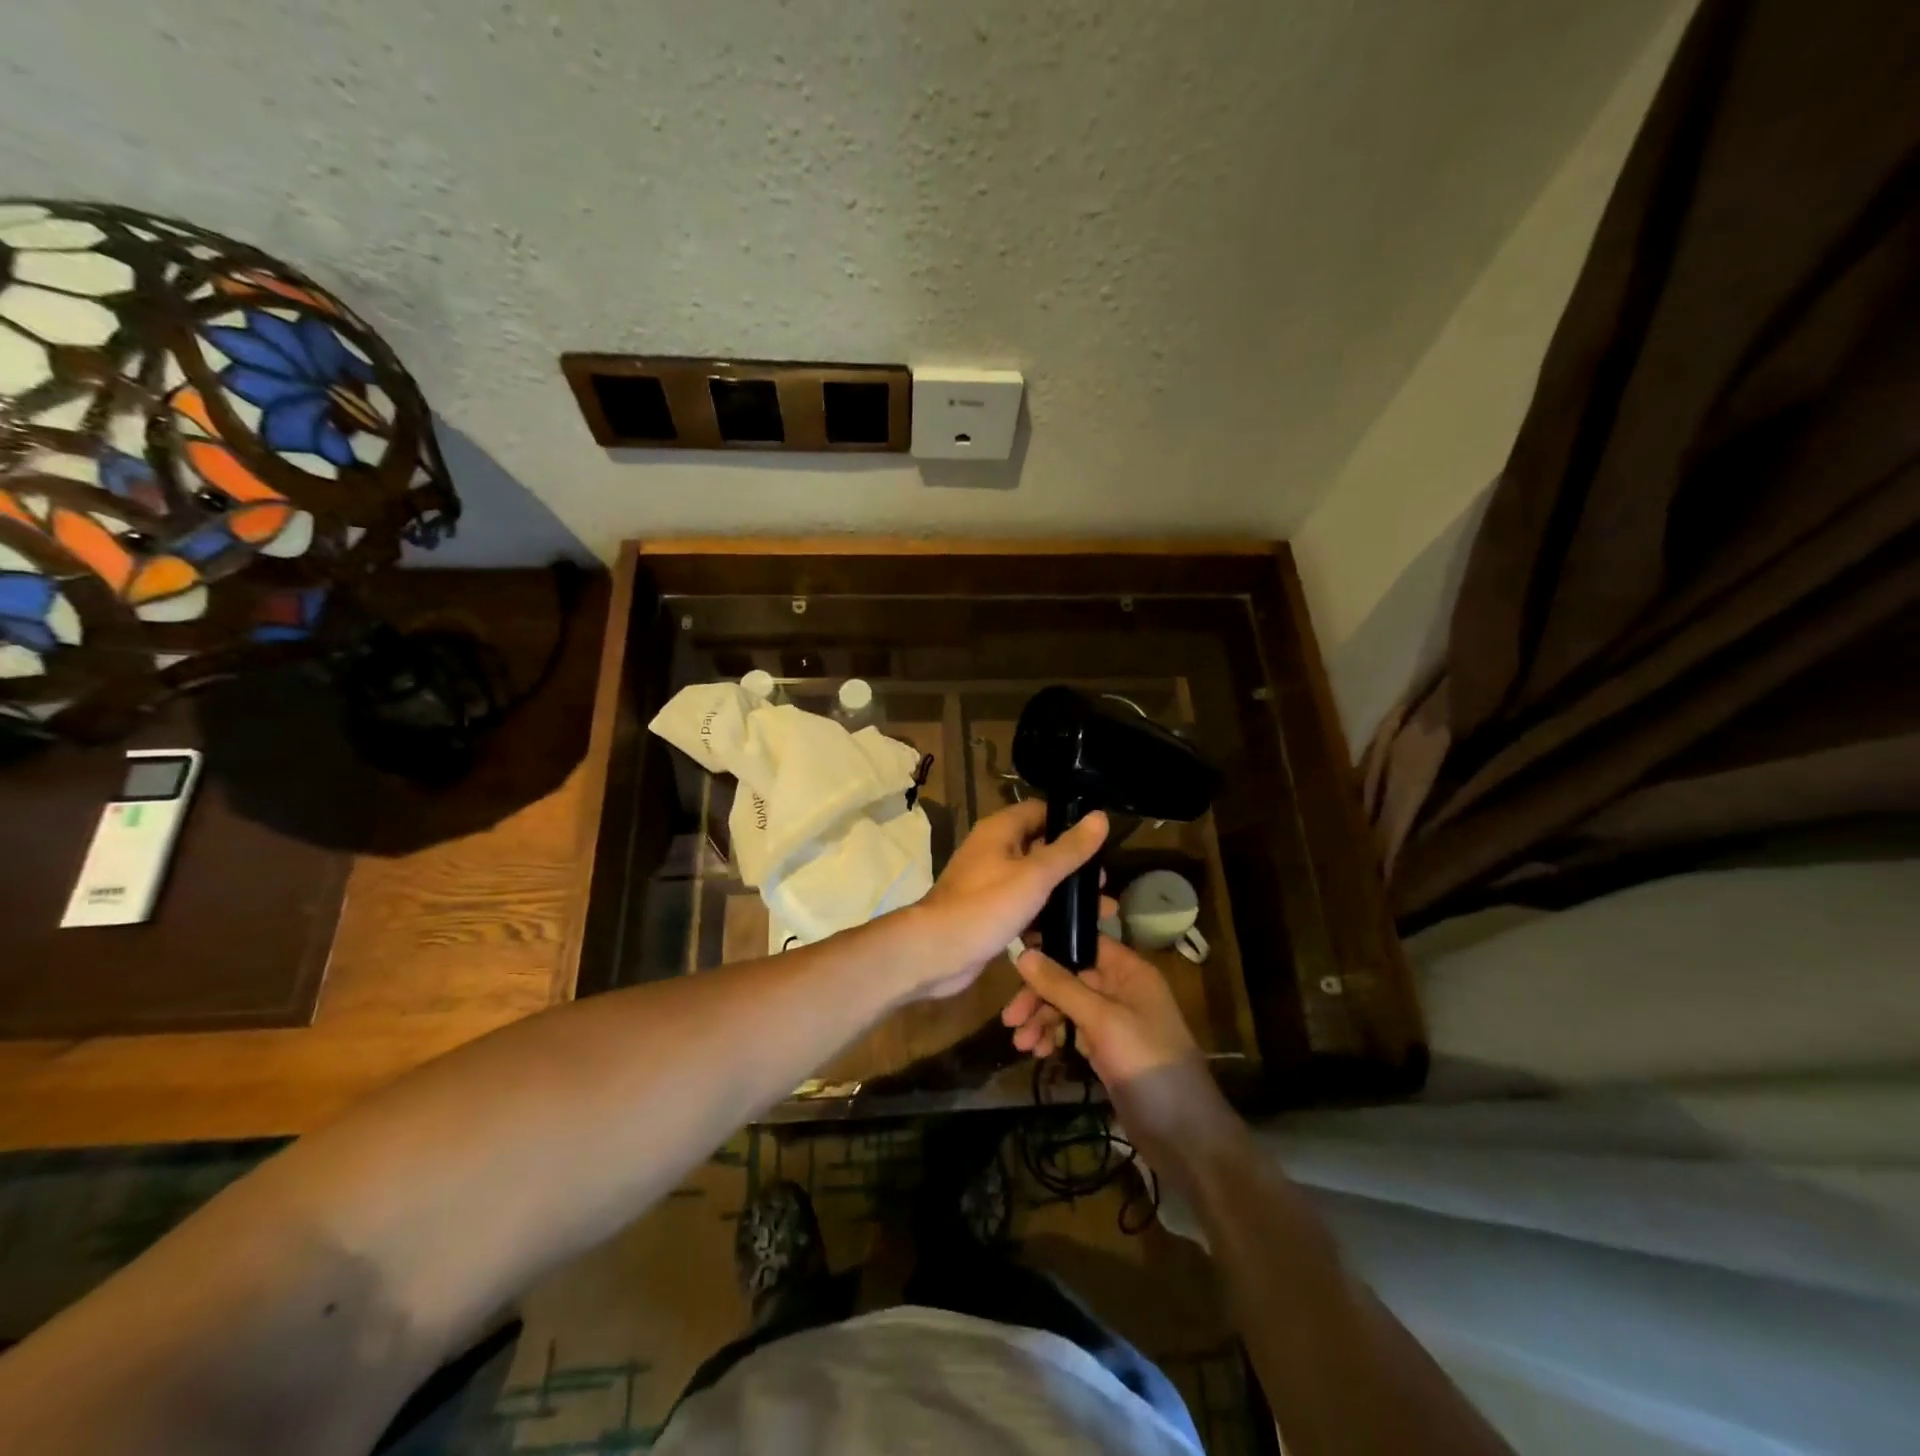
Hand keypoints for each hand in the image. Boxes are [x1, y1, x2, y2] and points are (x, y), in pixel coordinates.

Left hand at [900, 800, 1107, 1000]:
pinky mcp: (989, 911)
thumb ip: (1069, 849)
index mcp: (1000, 830)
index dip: (1070, 822)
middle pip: (1041, 847)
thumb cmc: (986, 906)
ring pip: (1035, 880)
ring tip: (1100, 913)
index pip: (1041, 811)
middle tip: (1103, 886)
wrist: (935, 951)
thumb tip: (1101, 816)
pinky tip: (1070, 934)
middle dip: (1073, 866)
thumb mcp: (1035, 875)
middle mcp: (994, 849)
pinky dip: (1044, 916)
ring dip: (1063, 895)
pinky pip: (1024, 906)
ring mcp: (990, 882)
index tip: (1101, 842)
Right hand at [1002, 935, 1199, 1085]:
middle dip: (1039, 996)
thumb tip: (1023, 953)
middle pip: (1069, 977)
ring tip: (1021, 1045)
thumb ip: (1061, 985)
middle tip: (1011, 1019)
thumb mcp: (1101, 1019)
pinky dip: (1055, 1037)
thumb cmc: (1146, 1061)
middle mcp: (1121, 988)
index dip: (1050, 947)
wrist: (1182, 1131)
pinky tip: (1039, 1052)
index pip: (1083, 943)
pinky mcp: (1107, 1048)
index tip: (1015, 959)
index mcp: (1128, 970)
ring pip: (1067, 1006)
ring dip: (1042, 1020)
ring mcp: (1114, 1019)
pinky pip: (1073, 1030)